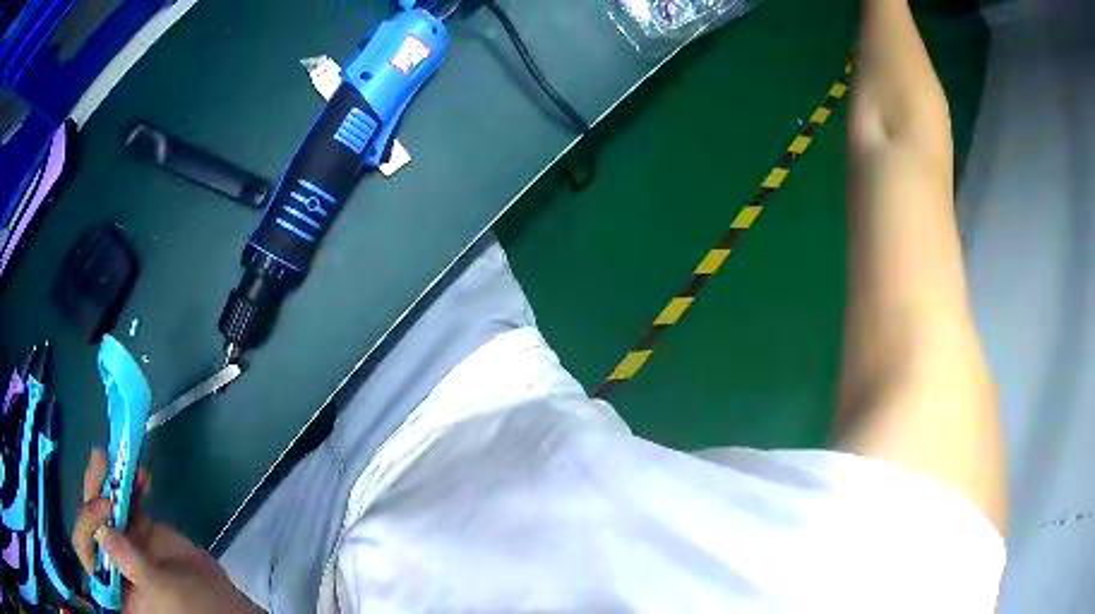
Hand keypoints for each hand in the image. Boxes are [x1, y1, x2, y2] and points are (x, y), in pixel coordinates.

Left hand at [72, 449, 260, 613]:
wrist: (224, 605)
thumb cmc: (193, 609)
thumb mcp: (162, 591)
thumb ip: (132, 565)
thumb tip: (103, 532)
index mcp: (112, 583)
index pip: (86, 550)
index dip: (87, 525)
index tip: (104, 507)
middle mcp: (111, 561)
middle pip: (92, 521)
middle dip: (94, 491)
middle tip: (101, 462)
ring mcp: (125, 544)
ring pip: (108, 507)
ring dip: (110, 481)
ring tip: (115, 457)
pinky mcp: (140, 531)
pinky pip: (129, 503)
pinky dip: (133, 485)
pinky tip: (141, 473)